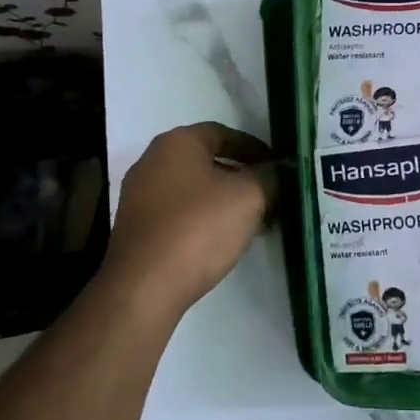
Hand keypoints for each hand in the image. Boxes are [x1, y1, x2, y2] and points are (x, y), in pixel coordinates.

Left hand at [105, 122, 276, 316]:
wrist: (144, 286)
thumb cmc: (199, 228)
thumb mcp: (249, 197)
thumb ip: (270, 177)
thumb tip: (281, 169)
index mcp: (176, 143)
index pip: (223, 133)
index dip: (255, 148)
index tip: (277, 167)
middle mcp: (152, 161)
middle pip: (207, 162)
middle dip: (242, 178)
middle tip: (271, 196)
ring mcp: (140, 196)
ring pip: (194, 190)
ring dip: (225, 202)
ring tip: (255, 222)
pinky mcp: (137, 228)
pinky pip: (179, 214)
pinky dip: (204, 220)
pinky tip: (224, 240)